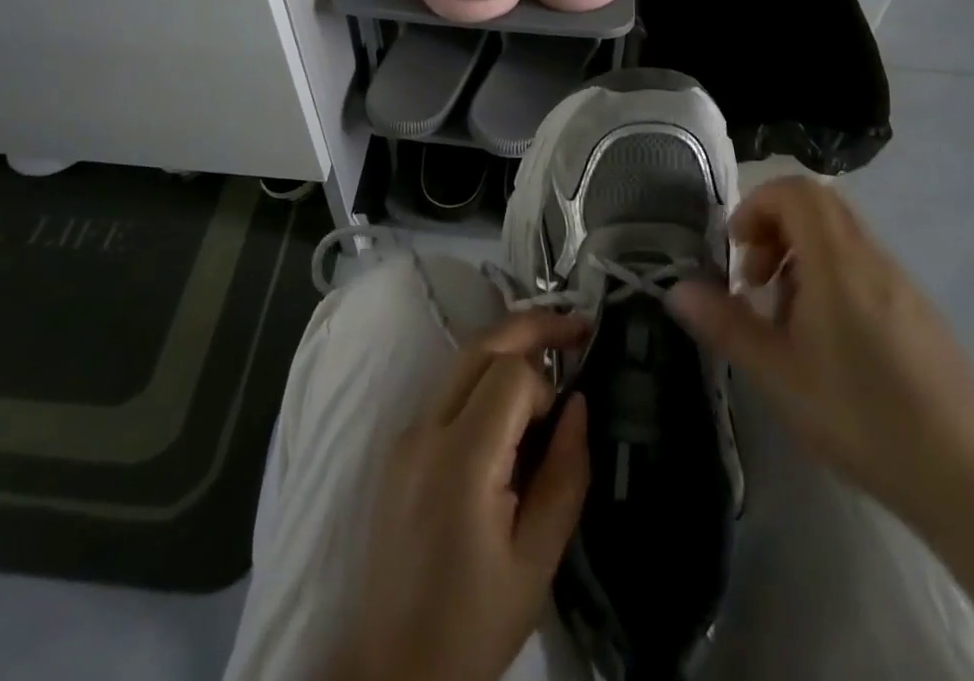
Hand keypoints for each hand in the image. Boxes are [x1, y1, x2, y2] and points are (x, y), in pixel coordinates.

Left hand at [326, 310, 590, 680]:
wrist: (394, 668)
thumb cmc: (473, 623)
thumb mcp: (537, 561)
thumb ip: (565, 475)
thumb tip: (578, 403)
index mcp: (460, 459)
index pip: (509, 374)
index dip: (545, 386)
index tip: (560, 425)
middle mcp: (425, 429)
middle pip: (479, 345)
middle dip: (530, 327)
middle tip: (575, 329)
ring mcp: (406, 433)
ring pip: (460, 361)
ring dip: (506, 349)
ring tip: (548, 362)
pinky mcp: (399, 446)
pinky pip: (446, 390)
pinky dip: (482, 379)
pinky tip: (508, 409)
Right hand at [667, 176, 973, 524]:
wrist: (971, 480)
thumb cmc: (863, 417)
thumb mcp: (778, 375)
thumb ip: (724, 325)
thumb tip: (675, 290)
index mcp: (838, 261)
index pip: (796, 190)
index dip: (757, 205)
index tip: (738, 251)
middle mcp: (873, 258)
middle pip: (818, 206)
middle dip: (774, 229)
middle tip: (756, 280)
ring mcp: (902, 284)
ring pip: (841, 237)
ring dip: (800, 257)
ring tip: (785, 318)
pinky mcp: (919, 312)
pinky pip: (863, 267)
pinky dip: (830, 278)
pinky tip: (826, 342)